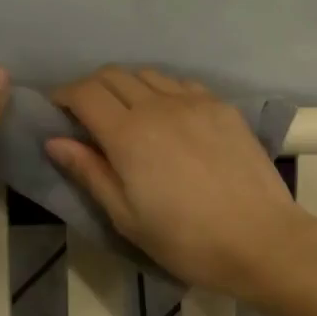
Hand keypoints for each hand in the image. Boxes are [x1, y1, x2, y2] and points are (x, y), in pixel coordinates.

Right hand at [46, 67, 312, 298]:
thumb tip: (55, 140)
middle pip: (114, 75)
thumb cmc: (187, 240)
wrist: (261, 240)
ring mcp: (195, 102)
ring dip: (127, 87)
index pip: (85, 93)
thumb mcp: (127, 217)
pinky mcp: (222, 107)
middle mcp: (160, 106)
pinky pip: (181, 84)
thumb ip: (90, 172)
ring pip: (148, 75)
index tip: (57, 111)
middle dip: (91, 88)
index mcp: (129, 135)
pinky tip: (167, 118)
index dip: (64, 96)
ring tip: (127, 116)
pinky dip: (162, 91)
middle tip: (86, 115)